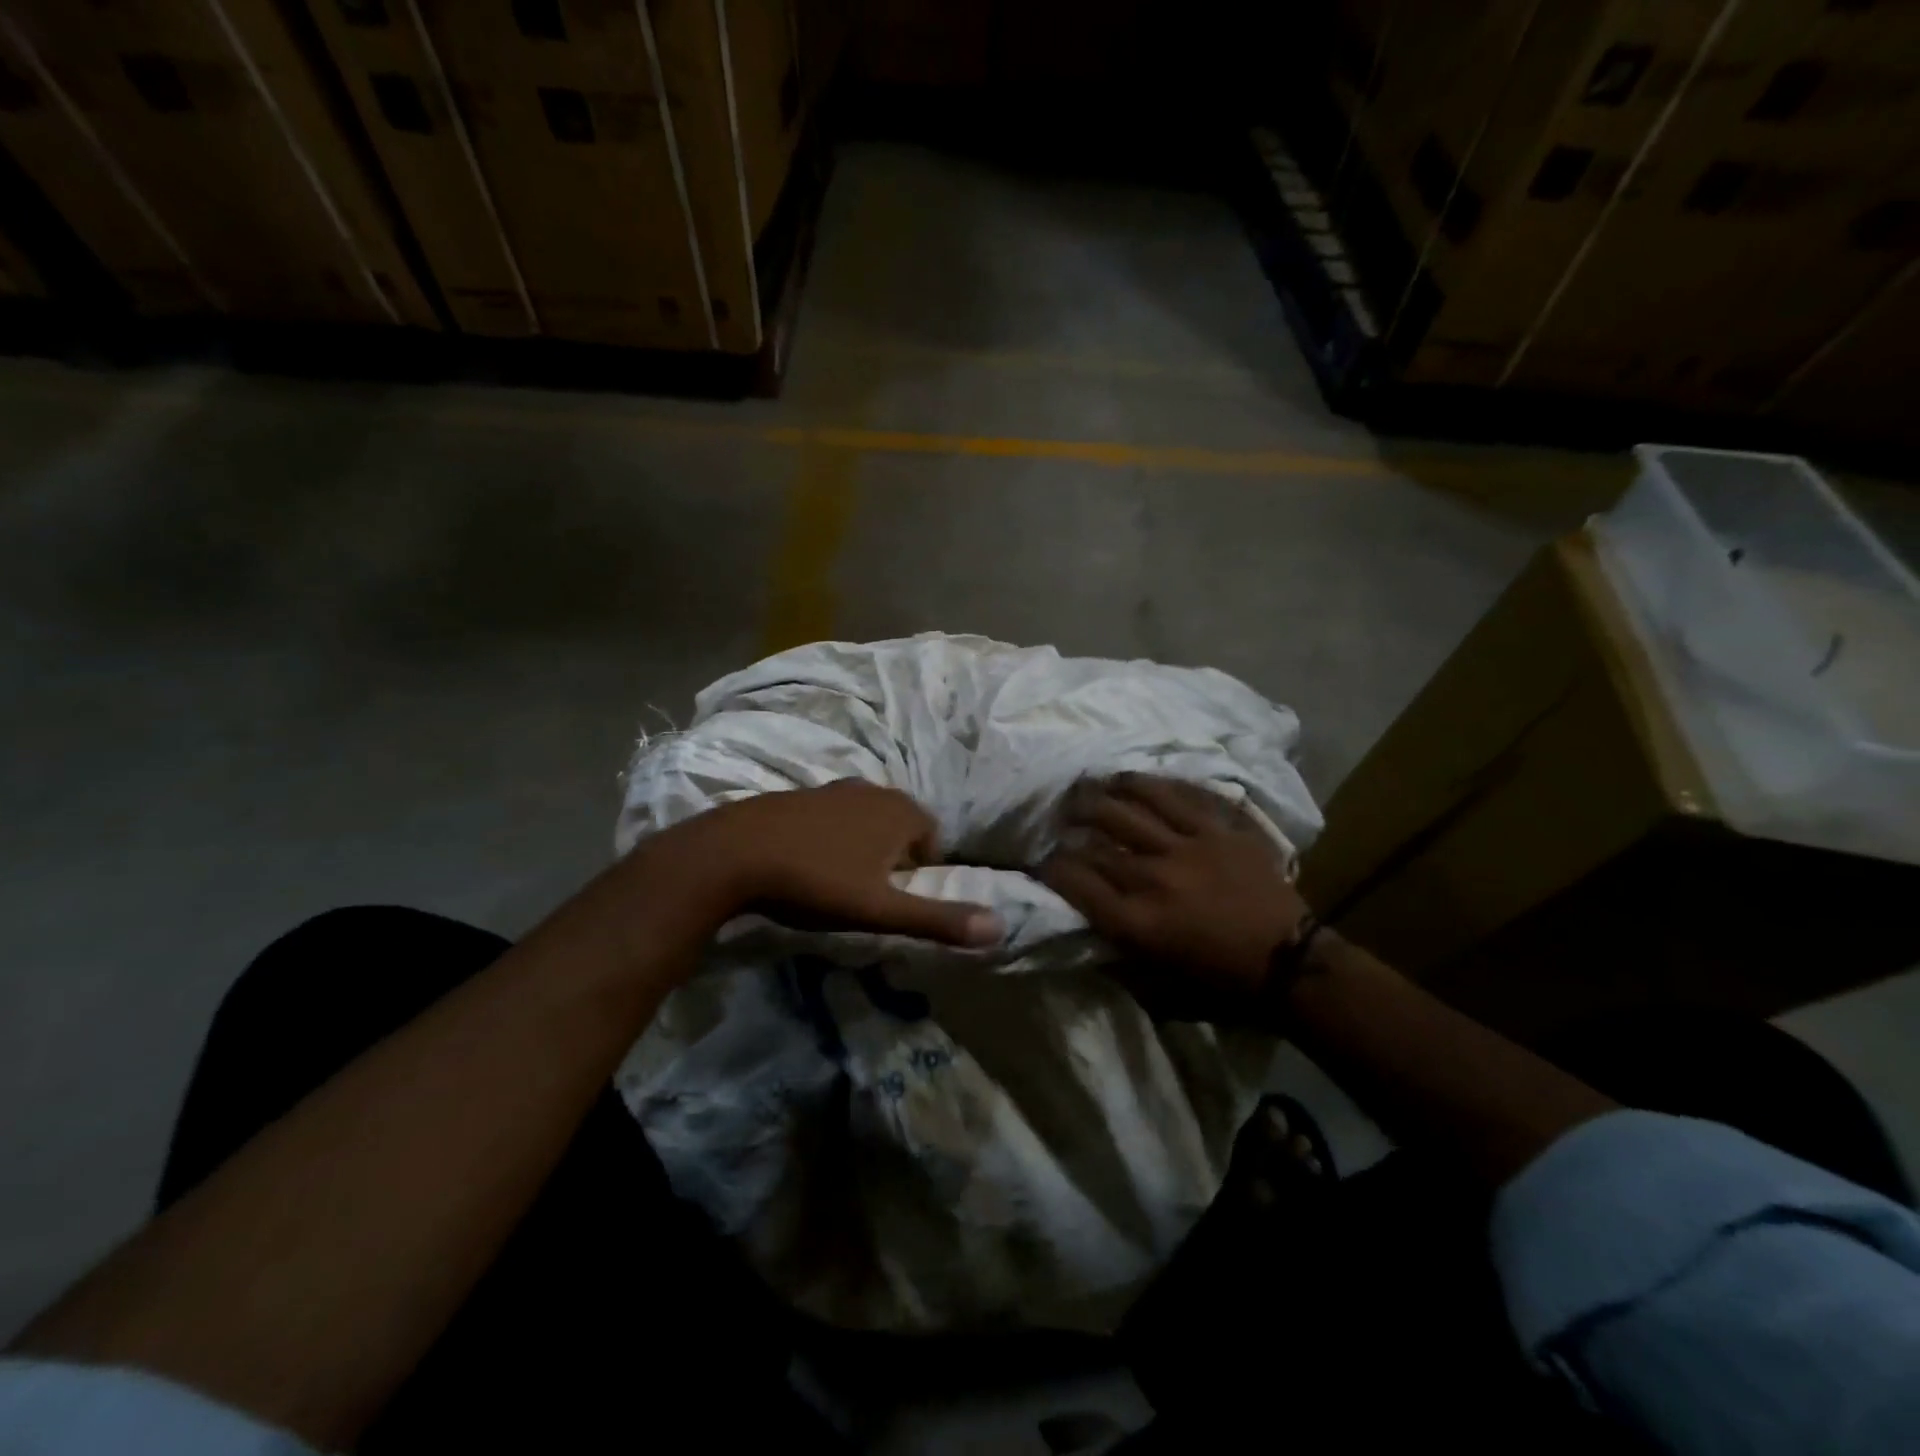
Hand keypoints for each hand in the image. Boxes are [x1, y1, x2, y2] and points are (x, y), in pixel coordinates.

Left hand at [671, 779, 1002, 946]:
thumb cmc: (817, 882)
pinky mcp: (800, 794)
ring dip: (863, 848)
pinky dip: (831, 838)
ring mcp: (834, 789)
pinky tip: (807, 864)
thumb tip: (1000, 928)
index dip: (921, 873)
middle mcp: (873, 790)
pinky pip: (832, 818)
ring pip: (866, 820)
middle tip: (870, 895)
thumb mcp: (882, 910)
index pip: (933, 839)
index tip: (896, 901)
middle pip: (901, 827)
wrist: (734, 854)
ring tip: (839, 883)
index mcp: (901, 812)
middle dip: (894, 859)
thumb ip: (939, 920)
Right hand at [1041, 774, 1310, 1000]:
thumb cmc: (1222, 985)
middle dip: (1069, 826)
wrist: (1291, 963)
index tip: (1042, 863)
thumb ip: (1118, 962)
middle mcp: (1154, 877)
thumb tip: (1087, 935)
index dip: (1050, 868)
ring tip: (1088, 786)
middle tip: (1060, 819)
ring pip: (1132, 806)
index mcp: (1137, 922)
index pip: (1076, 882)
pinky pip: (1179, 796)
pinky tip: (1133, 779)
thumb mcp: (1159, 992)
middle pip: (1097, 841)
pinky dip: (1151, 785)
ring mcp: (1188, 847)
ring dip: (1102, 794)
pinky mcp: (1219, 831)